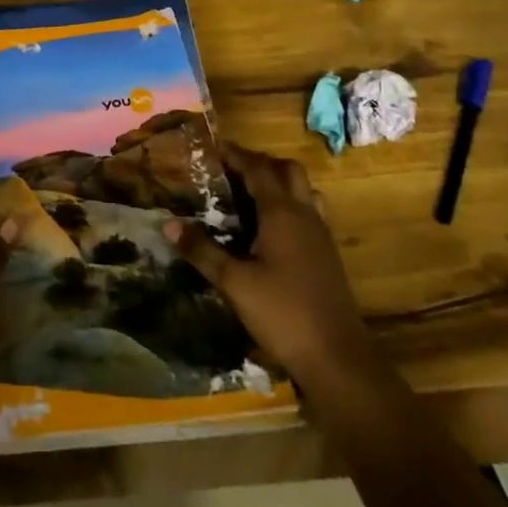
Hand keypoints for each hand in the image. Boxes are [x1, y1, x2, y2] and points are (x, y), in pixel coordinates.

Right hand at [163, 141, 361, 386]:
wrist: (338, 359)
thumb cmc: (283, 314)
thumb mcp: (234, 283)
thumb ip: (202, 250)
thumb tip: (169, 223)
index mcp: (282, 213)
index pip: (258, 168)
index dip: (236, 154)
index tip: (212, 147)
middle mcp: (305, 215)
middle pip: (288, 170)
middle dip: (260, 163)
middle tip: (231, 170)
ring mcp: (321, 235)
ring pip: (303, 190)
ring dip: (279, 183)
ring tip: (249, 195)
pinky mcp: (327, 255)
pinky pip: (309, 213)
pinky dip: (289, 206)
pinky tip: (269, 230)